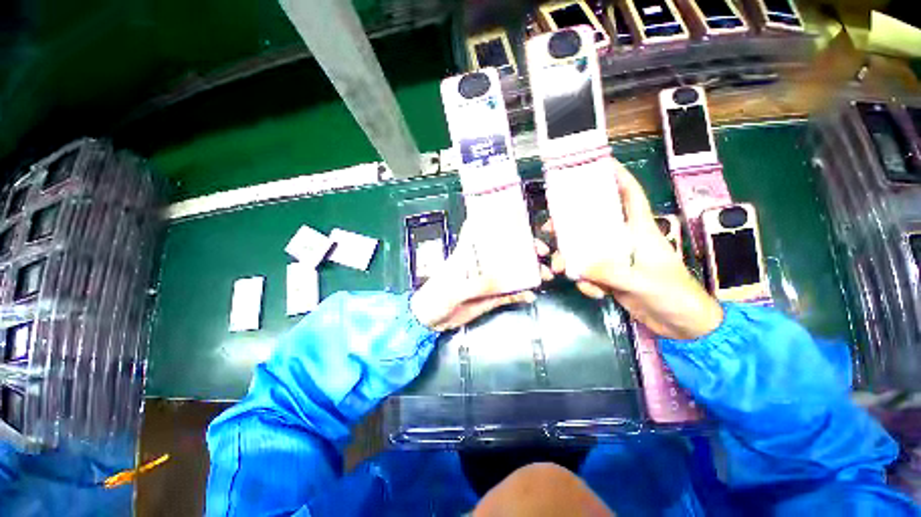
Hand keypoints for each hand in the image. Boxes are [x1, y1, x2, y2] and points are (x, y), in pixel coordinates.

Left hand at [410, 225, 548, 331]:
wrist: (430, 321)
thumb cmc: (435, 298)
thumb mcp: (453, 290)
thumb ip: (476, 284)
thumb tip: (500, 279)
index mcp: (467, 255)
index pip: (478, 231)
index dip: (492, 220)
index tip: (513, 215)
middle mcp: (480, 265)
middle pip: (503, 251)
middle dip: (523, 249)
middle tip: (540, 252)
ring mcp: (487, 281)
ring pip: (511, 272)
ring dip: (528, 272)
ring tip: (543, 276)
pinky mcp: (491, 297)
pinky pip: (509, 293)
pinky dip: (521, 294)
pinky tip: (530, 296)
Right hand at [546, 161, 722, 339]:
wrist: (682, 325)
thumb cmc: (673, 295)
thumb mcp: (642, 282)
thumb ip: (610, 272)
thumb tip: (578, 266)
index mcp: (640, 231)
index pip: (631, 196)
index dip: (618, 178)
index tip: (600, 165)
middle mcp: (625, 240)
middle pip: (594, 223)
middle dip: (572, 225)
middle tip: (551, 229)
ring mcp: (616, 259)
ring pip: (586, 250)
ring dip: (573, 261)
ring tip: (564, 271)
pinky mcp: (611, 276)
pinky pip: (589, 272)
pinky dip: (587, 283)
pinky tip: (595, 293)